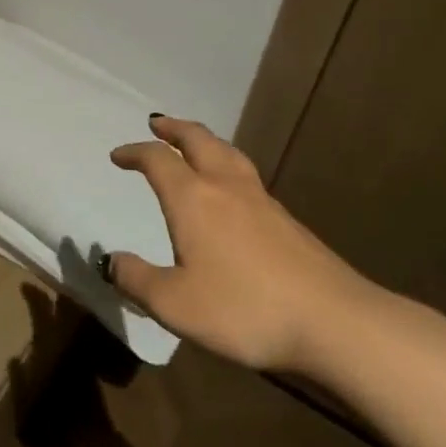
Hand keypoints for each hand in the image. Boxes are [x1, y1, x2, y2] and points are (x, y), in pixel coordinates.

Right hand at [107, 116, 377, 373]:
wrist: (334, 322)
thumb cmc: (244, 309)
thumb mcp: (174, 304)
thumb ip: (137, 280)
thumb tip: (111, 261)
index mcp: (193, 198)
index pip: (157, 160)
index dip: (134, 152)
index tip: (118, 156)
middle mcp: (225, 187)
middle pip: (198, 140)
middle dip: (174, 128)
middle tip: (158, 124)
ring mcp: (262, 201)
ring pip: (228, 153)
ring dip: (204, 141)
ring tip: (194, 143)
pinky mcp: (287, 221)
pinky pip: (247, 175)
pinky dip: (228, 165)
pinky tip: (231, 188)